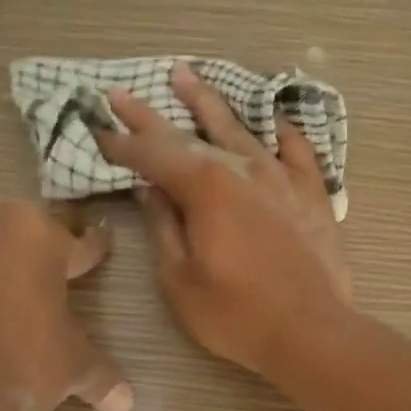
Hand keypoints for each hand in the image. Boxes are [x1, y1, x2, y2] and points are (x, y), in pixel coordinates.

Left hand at [0, 195, 130, 410]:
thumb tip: (127, 402)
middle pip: (16, 224)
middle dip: (28, 246)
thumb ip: (103, 376)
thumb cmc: (19, 372)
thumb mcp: (72, 371)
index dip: (91, 252)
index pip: (79, 241)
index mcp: (41, 236)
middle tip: (32, 277)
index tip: (96, 250)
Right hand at [94, 64, 353, 378]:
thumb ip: (163, 227)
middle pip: (191, 134)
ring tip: (187, 78)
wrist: (311, 332)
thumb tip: (149, 189)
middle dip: (152, 115)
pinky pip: (296, 149)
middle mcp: (243, 169)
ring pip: (241, 129)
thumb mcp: (179, 279)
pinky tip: (271, 120)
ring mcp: (283, 178)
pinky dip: (281, 131)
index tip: (98, 128)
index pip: (153, 155)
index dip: (122, 143)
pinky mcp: (313, 194)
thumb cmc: (236, 314)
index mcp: (205, 188)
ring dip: (210, 104)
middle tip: (124, 93)